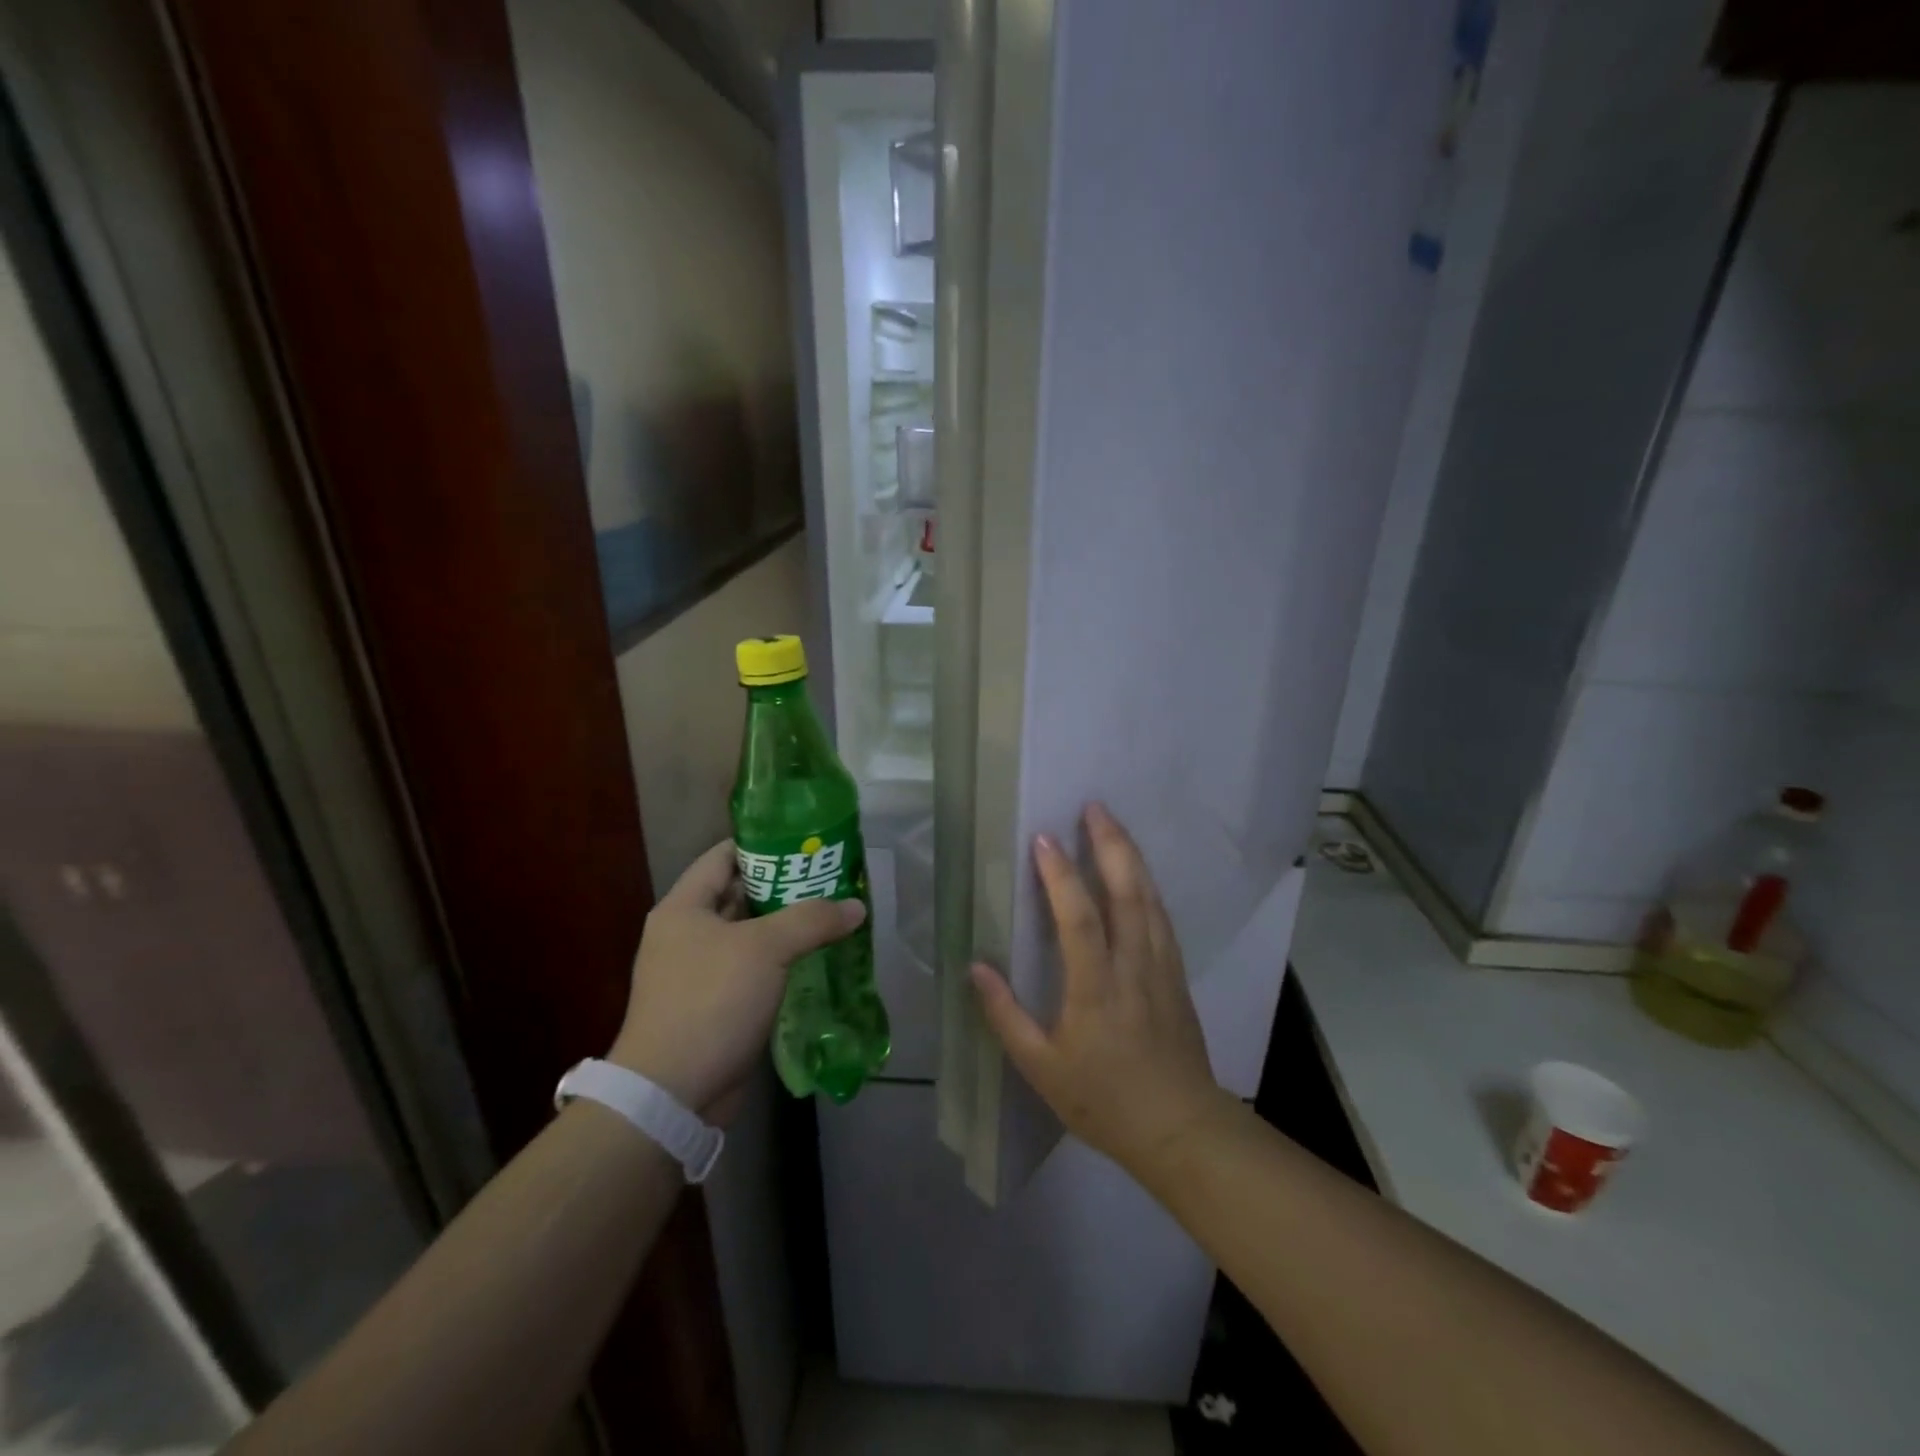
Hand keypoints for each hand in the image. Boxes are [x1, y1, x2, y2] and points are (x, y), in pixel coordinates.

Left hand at [608, 840, 865, 1122]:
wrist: (672, 1093)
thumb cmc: (711, 1001)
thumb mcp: (766, 949)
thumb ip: (812, 919)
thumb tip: (855, 906)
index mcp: (683, 907)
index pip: (724, 856)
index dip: (763, 844)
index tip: (805, 841)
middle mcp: (686, 934)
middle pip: (738, 893)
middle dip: (783, 885)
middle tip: (829, 876)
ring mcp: (697, 972)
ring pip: (748, 934)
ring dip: (785, 925)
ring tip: (830, 912)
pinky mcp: (713, 1005)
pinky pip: (752, 969)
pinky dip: (780, 960)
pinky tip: (815, 957)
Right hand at [971, 803, 1226, 1174]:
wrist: (1181, 1129)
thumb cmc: (1104, 1100)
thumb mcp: (1041, 1068)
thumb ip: (1006, 1016)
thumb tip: (975, 966)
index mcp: (1096, 989)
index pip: (1079, 919)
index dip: (1061, 877)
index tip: (1044, 838)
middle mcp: (1133, 966)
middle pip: (1126, 893)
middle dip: (1110, 844)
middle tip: (1093, 807)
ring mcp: (1161, 967)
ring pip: (1149, 899)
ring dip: (1131, 857)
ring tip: (1113, 825)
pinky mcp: (1177, 975)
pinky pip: (1162, 918)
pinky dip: (1148, 887)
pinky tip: (1139, 875)